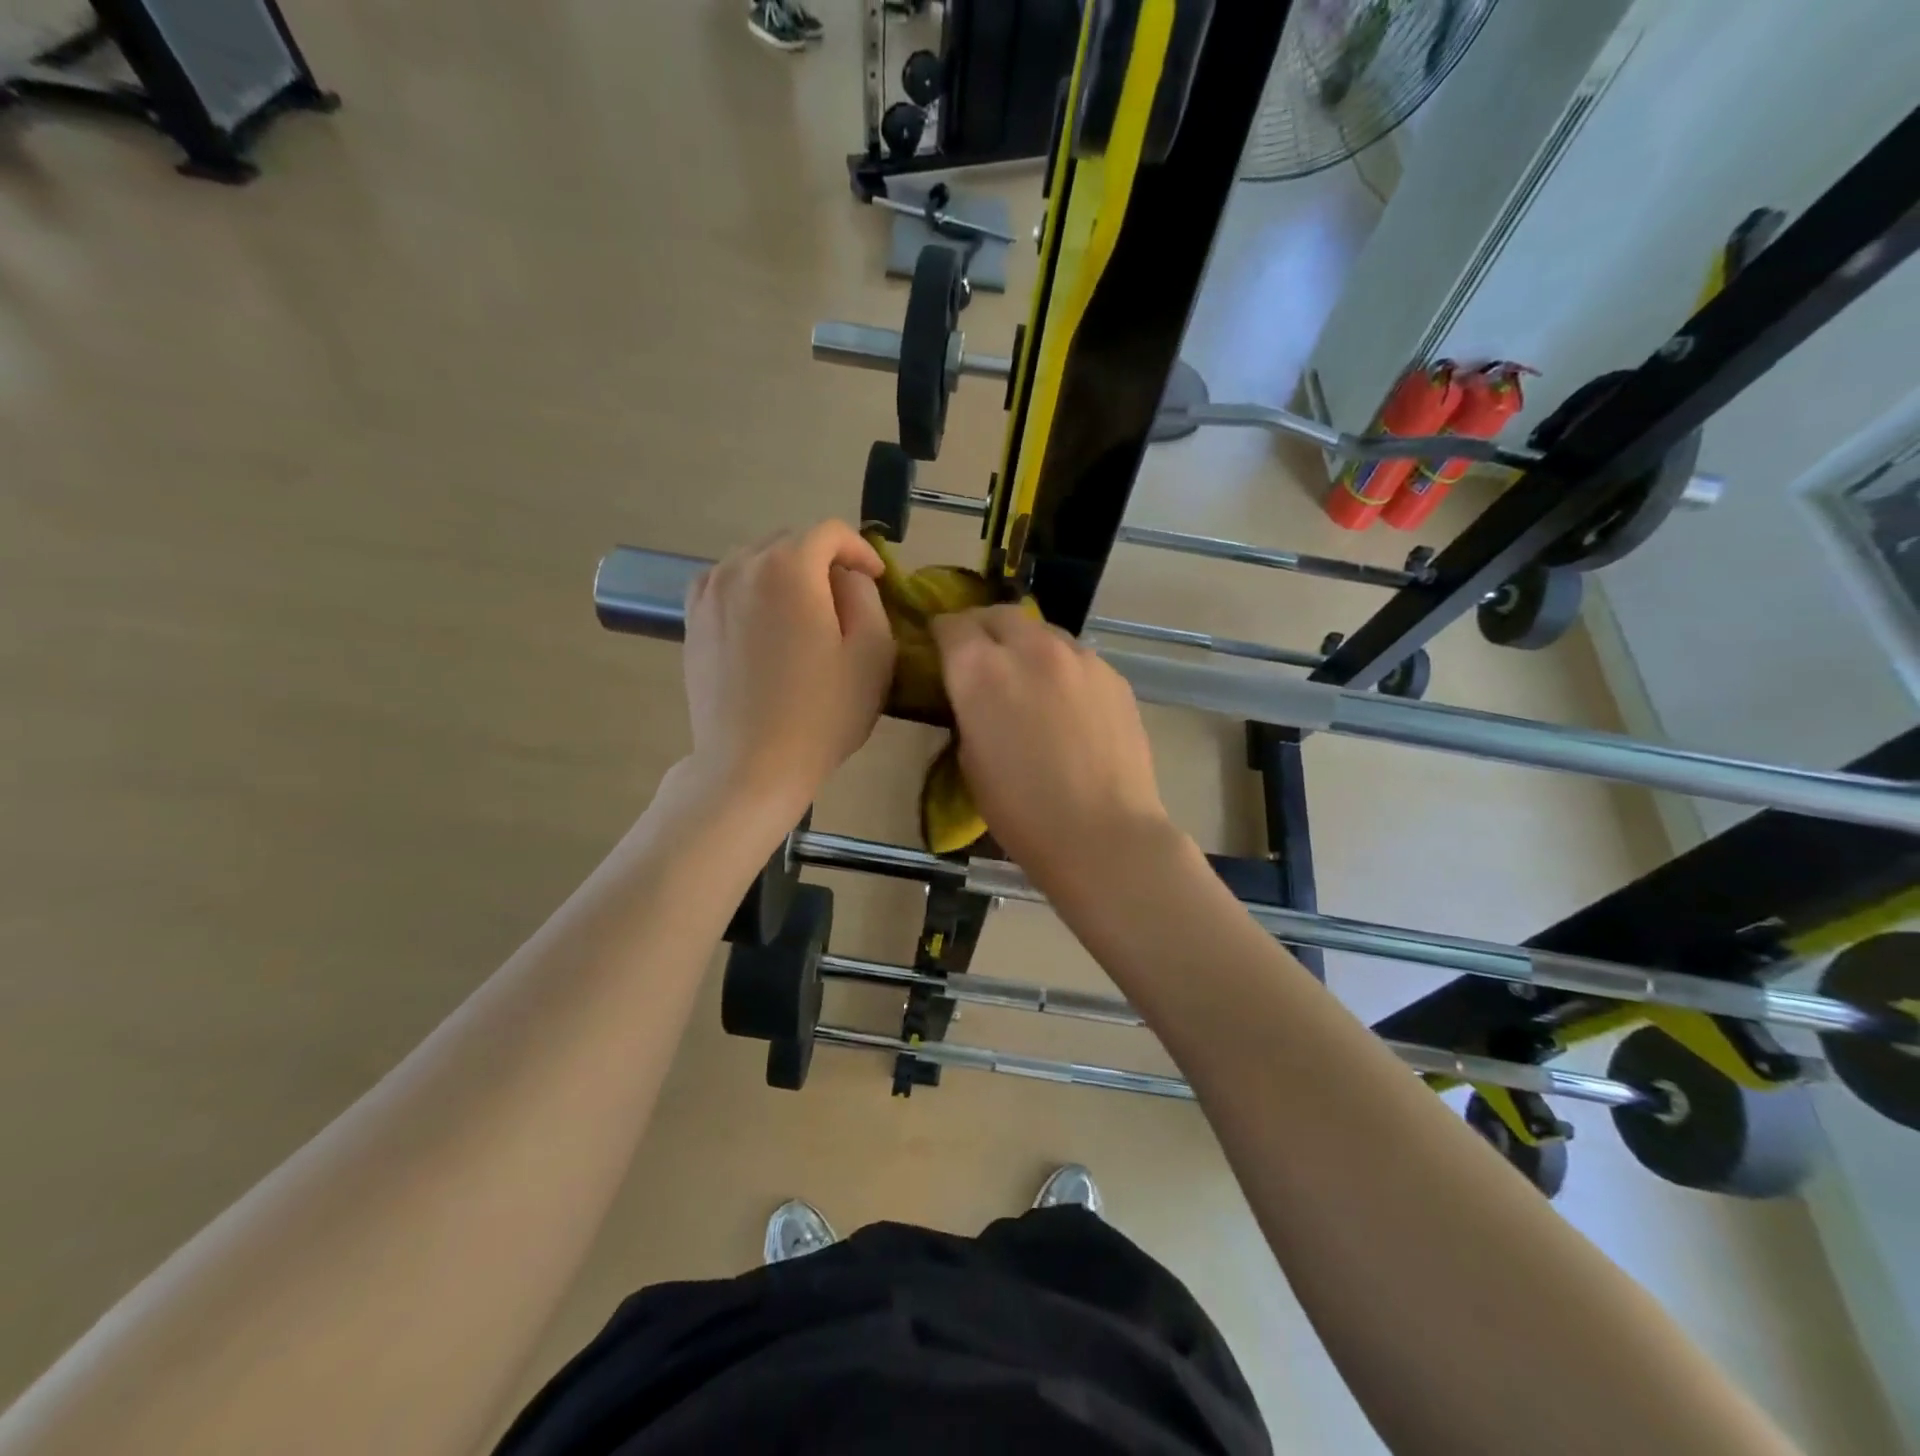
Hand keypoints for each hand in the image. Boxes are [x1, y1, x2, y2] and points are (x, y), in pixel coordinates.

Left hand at [683, 522, 896, 817]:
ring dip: (786, 574)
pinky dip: (751, 590)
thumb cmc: (822, 713)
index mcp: (789, 568)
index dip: (860, 550)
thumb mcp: (872, 653)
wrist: (751, 765)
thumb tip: (846, 577)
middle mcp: (742, 566)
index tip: (877, 580)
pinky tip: (764, 623)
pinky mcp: (692, 621)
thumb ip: (866, 596)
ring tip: (804, 613)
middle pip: (790, 542)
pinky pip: (727, 584)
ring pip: (755, 561)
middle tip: (844, 601)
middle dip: (823, 561)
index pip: (829, 532)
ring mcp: (709, 593)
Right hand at [932, 605, 1170, 892]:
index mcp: (980, 670)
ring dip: (1025, 645)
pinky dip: (1060, 668)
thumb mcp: (970, 762)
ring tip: (1027, 679)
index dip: (941, 635)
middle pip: (999, 615)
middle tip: (981, 658)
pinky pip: (1076, 657)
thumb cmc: (1022, 812)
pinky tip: (1065, 703)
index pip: (951, 625)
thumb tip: (976, 696)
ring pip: (1042, 632)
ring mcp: (1078, 657)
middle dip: (983, 629)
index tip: (940, 650)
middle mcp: (1029, 648)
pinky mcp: (1112, 675)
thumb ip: (969, 712)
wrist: (1103, 833)